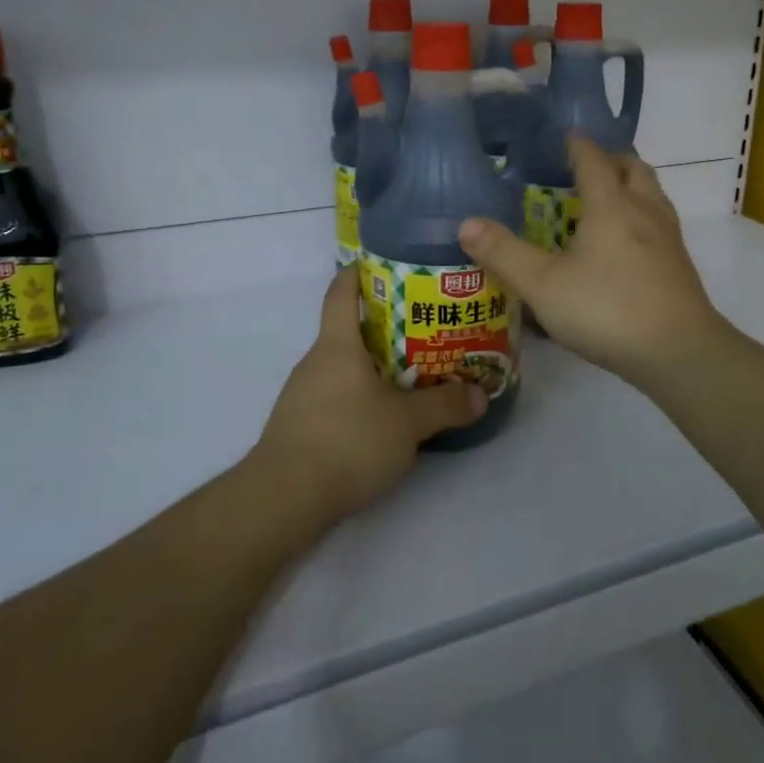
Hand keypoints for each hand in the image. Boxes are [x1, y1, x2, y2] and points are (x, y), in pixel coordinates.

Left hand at [247, 268, 486, 529]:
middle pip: (347, 330)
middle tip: (424, 329)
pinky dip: (359, 397)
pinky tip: (383, 419)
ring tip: (412, 375)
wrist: (284, 498)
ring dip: (373, 366)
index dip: (359, 272)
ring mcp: (302, 395)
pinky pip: (334, 396)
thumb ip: (445, 406)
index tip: (384, 264)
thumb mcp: (407, 424)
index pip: (341, 291)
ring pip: (342, 367)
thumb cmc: (347, 441)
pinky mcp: (299, 426)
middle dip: (384, 326)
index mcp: (336, 345)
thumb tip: (479, 395)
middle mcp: (315, 362)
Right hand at [459, 136, 728, 390]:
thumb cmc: (607, 309)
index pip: (594, 160)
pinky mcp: (679, 266)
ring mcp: (668, 238)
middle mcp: (644, 211)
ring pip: (652, 194)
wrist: (679, 352)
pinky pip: (660, 223)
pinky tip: (625, 245)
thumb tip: (466, 223)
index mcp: (611, 205)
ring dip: (630, 186)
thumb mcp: (543, 285)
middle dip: (610, 159)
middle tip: (585, 167)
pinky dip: (641, 216)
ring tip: (605, 200)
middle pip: (633, 168)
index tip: (565, 136)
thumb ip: (504, 253)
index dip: (578, 144)